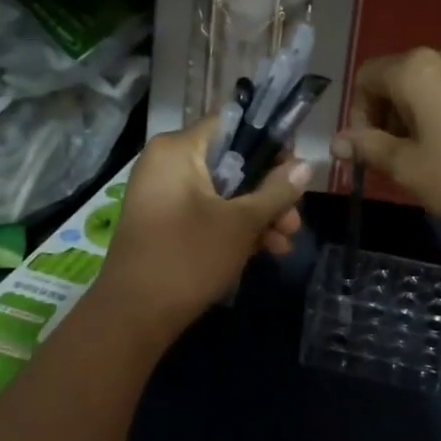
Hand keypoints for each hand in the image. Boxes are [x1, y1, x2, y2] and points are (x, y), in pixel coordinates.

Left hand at [97, 116, 311, 333]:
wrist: (133, 316)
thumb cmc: (189, 258)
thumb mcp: (241, 223)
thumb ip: (277, 190)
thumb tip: (307, 165)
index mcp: (177, 149)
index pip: (233, 124)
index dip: (269, 143)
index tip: (295, 171)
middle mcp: (166, 163)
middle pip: (231, 162)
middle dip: (268, 193)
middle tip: (295, 220)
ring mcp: (163, 195)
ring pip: (223, 193)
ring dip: (257, 215)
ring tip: (284, 244)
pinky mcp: (164, 223)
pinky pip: (206, 212)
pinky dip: (234, 228)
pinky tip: (264, 251)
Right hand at [332, 44, 440, 226]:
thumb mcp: (407, 166)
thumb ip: (368, 148)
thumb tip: (337, 143)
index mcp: (415, 68)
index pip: (366, 78)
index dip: (358, 115)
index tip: (369, 150)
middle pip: (394, 79)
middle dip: (384, 117)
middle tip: (392, 158)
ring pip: (423, 87)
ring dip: (410, 118)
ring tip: (421, 158)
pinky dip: (436, 114)